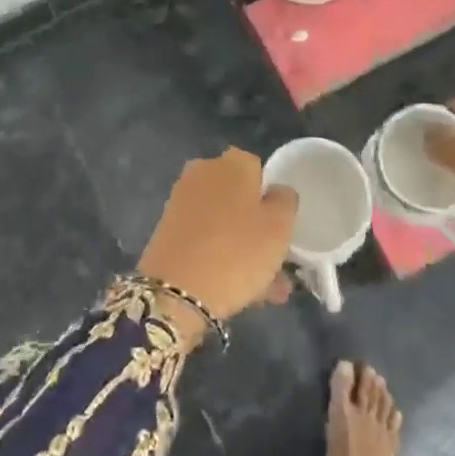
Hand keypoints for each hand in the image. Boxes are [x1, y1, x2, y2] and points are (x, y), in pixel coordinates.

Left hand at [137, 149, 297, 347]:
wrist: (177, 290)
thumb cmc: (237, 251)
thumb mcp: (279, 226)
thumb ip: (285, 201)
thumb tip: (276, 192)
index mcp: (233, 162)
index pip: (259, 169)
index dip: (272, 198)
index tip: (280, 227)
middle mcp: (204, 171)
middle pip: (240, 198)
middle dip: (258, 230)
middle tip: (277, 266)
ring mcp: (183, 200)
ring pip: (224, 223)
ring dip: (245, 251)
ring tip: (266, 292)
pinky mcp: (168, 229)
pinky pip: (205, 238)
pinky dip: (221, 257)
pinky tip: (241, 293)